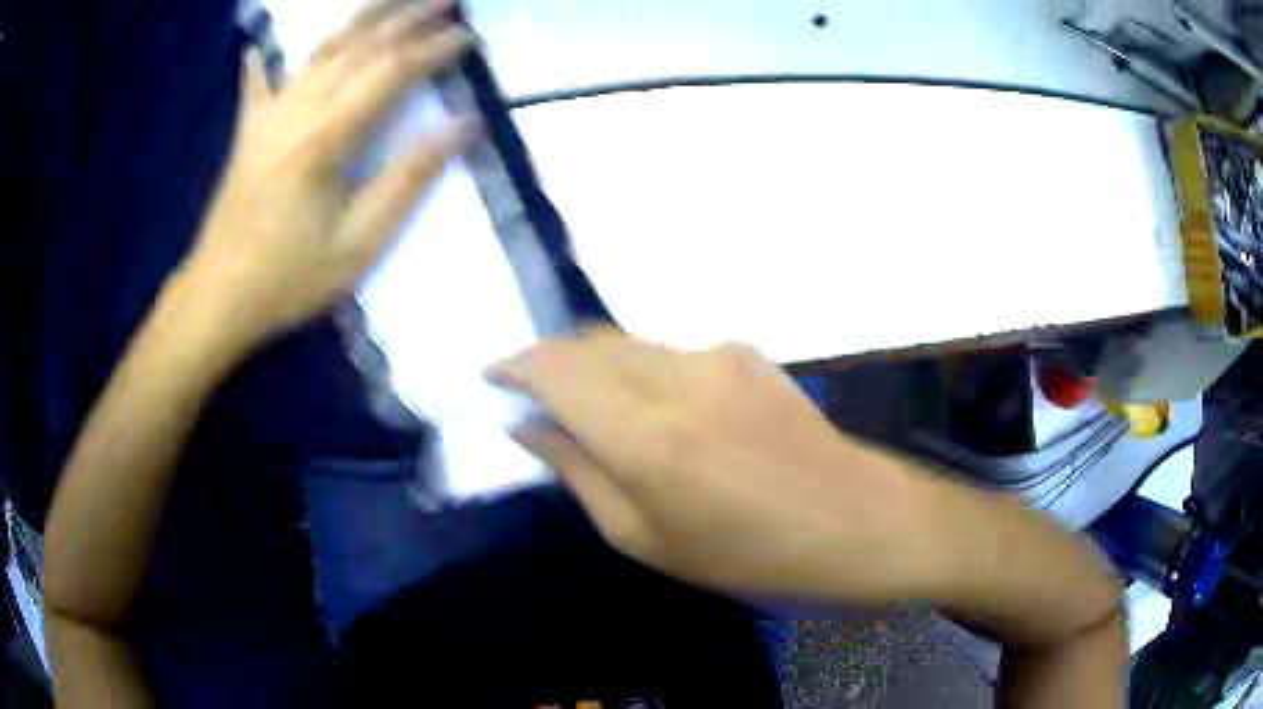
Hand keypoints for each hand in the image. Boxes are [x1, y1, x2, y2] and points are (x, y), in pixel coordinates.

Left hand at [178, 0, 477, 352]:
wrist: (215, 300)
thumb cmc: (287, 280)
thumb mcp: (358, 245)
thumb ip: (408, 180)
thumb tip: (461, 127)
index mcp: (325, 137)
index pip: (392, 72)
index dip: (434, 50)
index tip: (469, 39)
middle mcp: (296, 111)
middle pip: (358, 47)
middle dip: (405, 18)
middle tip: (444, 1)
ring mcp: (267, 118)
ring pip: (318, 52)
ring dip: (358, 20)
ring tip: (389, 1)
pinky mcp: (246, 134)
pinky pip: (257, 86)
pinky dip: (262, 61)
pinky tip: (259, 45)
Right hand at [488, 328, 960, 603]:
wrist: (858, 522)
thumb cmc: (749, 556)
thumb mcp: (647, 539)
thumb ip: (579, 474)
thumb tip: (530, 427)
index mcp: (646, 436)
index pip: (555, 369)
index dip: (515, 365)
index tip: (494, 378)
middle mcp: (678, 377)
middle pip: (589, 342)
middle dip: (552, 362)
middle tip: (537, 399)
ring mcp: (719, 356)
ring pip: (630, 343)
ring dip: (598, 367)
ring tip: (596, 412)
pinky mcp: (748, 354)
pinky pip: (672, 353)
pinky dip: (643, 372)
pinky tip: (661, 413)